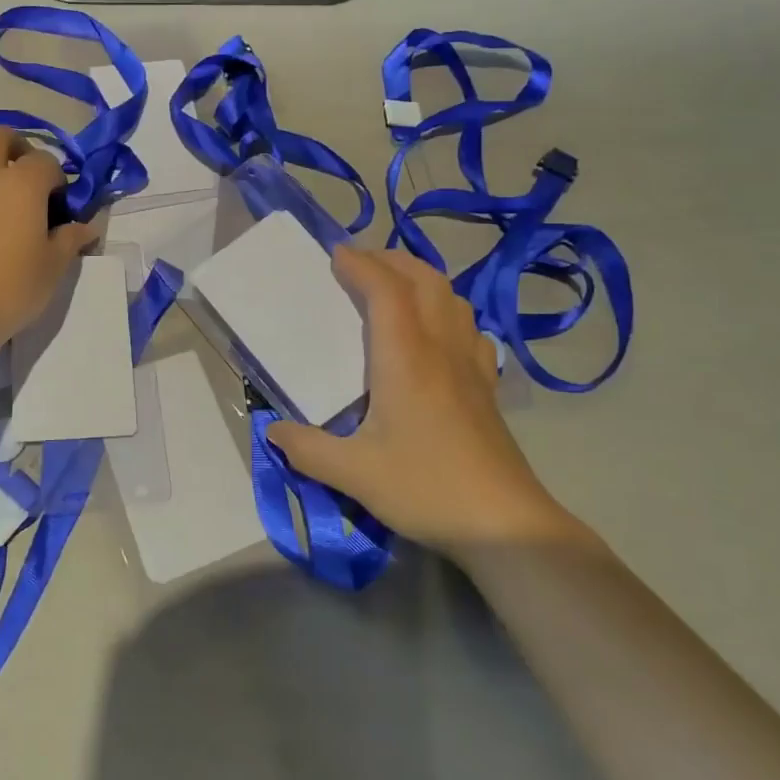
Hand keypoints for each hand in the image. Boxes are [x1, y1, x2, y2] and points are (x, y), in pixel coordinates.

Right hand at [265, 247, 581, 549]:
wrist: (506, 525)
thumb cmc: (427, 489)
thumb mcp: (355, 474)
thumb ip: (307, 449)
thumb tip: (273, 431)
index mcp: (406, 358)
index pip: (386, 290)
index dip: (361, 264)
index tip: (335, 254)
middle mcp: (441, 349)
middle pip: (425, 281)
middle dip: (392, 260)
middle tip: (361, 262)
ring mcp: (471, 365)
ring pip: (453, 299)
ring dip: (422, 279)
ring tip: (395, 286)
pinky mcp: (487, 387)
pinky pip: (470, 329)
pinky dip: (448, 311)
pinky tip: (438, 332)